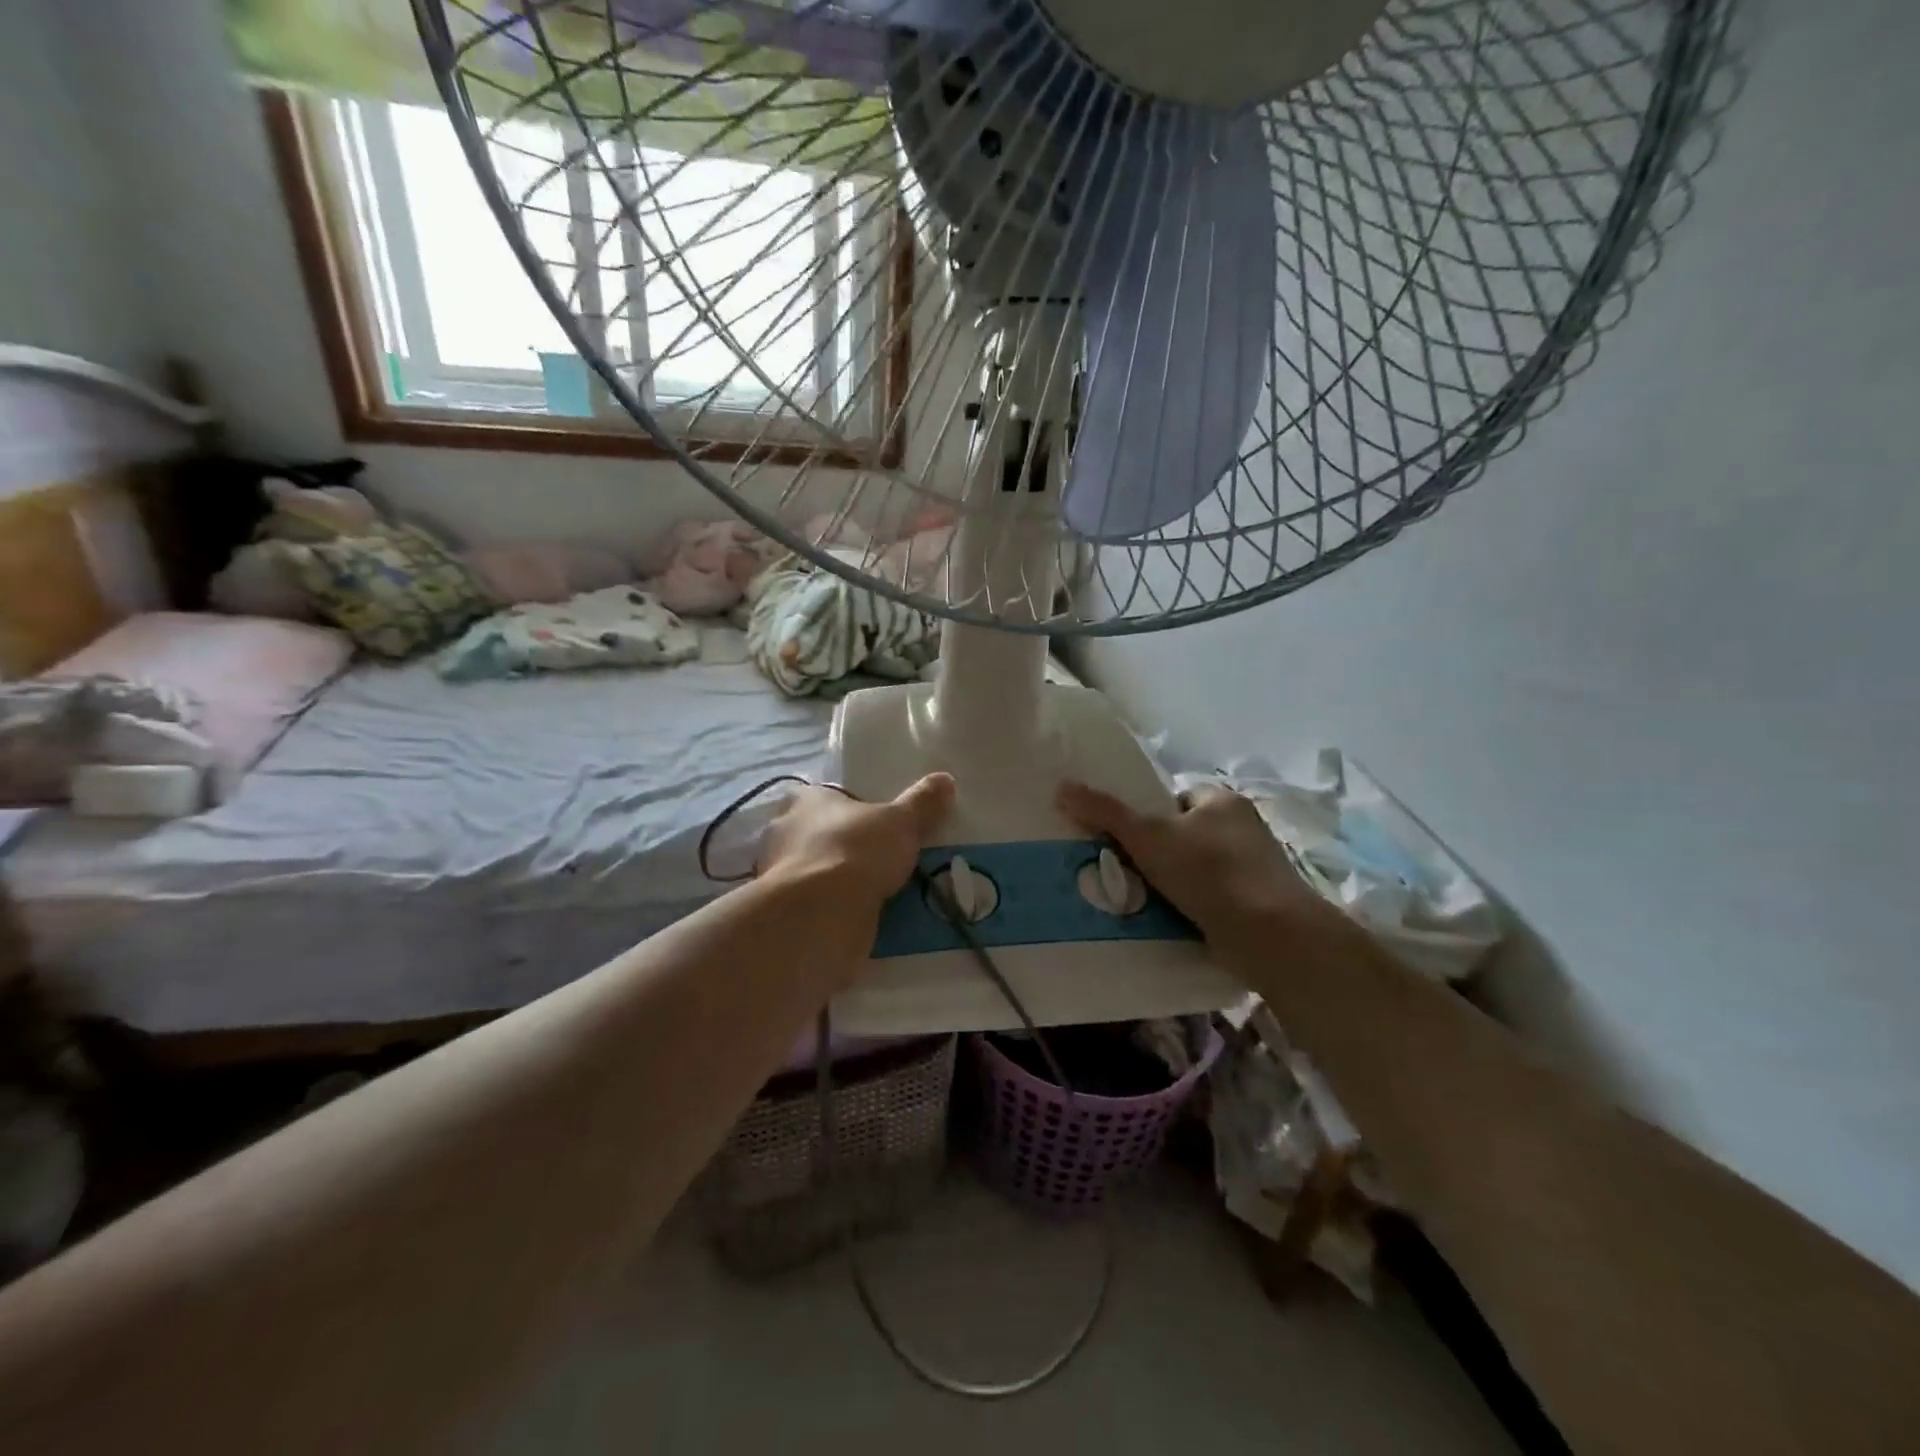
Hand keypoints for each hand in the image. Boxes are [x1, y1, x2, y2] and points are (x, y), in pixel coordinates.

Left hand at [756, 774, 954, 911]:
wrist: (822, 911)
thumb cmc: (857, 850)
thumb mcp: (901, 822)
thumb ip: (922, 802)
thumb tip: (945, 779)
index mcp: (805, 800)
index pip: (822, 797)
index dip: (845, 809)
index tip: (869, 824)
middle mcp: (782, 830)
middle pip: (812, 833)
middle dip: (836, 845)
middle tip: (872, 858)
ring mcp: (775, 872)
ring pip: (808, 869)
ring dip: (829, 878)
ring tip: (866, 891)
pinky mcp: (781, 909)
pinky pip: (808, 902)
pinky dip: (824, 907)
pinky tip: (850, 915)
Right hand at [1056, 779, 1324, 944]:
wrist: (1270, 935)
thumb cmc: (1208, 871)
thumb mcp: (1147, 836)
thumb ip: (1105, 812)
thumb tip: (1062, 786)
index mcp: (1224, 800)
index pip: (1177, 798)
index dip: (1149, 815)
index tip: (1128, 839)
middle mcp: (1244, 828)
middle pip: (1186, 834)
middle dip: (1159, 852)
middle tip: (1127, 870)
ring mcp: (1255, 868)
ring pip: (1198, 869)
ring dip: (1174, 882)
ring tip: (1142, 898)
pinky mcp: (1258, 904)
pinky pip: (1213, 898)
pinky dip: (1194, 906)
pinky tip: (1172, 920)